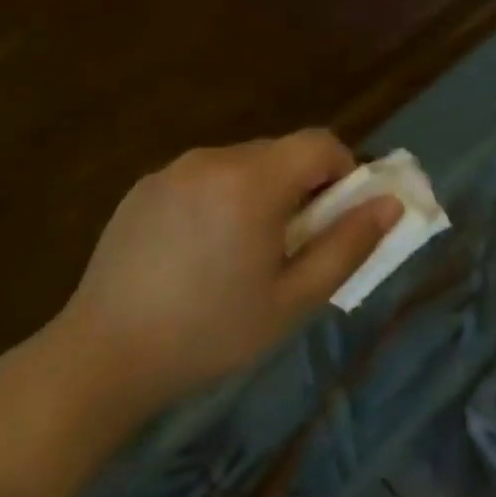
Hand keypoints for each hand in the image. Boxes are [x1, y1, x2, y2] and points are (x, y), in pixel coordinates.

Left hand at [56, 130, 401, 410]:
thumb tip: (390, 204)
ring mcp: (172, 170)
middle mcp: (212, 159)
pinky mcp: (143, 187)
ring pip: (241, 164)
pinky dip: (220, 199)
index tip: (336, 218)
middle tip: (292, 246)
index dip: (343, 172)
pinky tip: (198, 252)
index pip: (320, 143)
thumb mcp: (294, 300)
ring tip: (241, 254)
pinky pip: (202, 178)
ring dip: (259, 193)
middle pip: (280, 152)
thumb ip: (348, 246)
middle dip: (301, 187)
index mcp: (252, 182)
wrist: (105, 354)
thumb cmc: (211, 333)